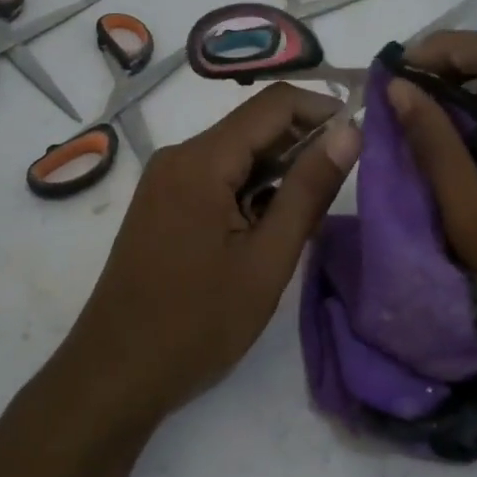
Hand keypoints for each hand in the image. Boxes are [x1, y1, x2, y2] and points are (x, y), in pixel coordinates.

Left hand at [57, 84, 361, 427]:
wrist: (115, 373)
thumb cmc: (197, 323)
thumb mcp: (267, 259)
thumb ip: (308, 191)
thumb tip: (349, 133)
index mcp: (201, 161)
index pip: (274, 104)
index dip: (323, 111)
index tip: (360, 140)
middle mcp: (179, 156)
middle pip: (254, 125)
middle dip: (303, 144)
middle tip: (342, 186)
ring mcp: (166, 179)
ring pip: (237, 153)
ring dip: (278, 171)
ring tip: (309, 215)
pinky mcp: (163, 203)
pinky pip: (216, 176)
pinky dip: (250, 190)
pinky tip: (269, 227)